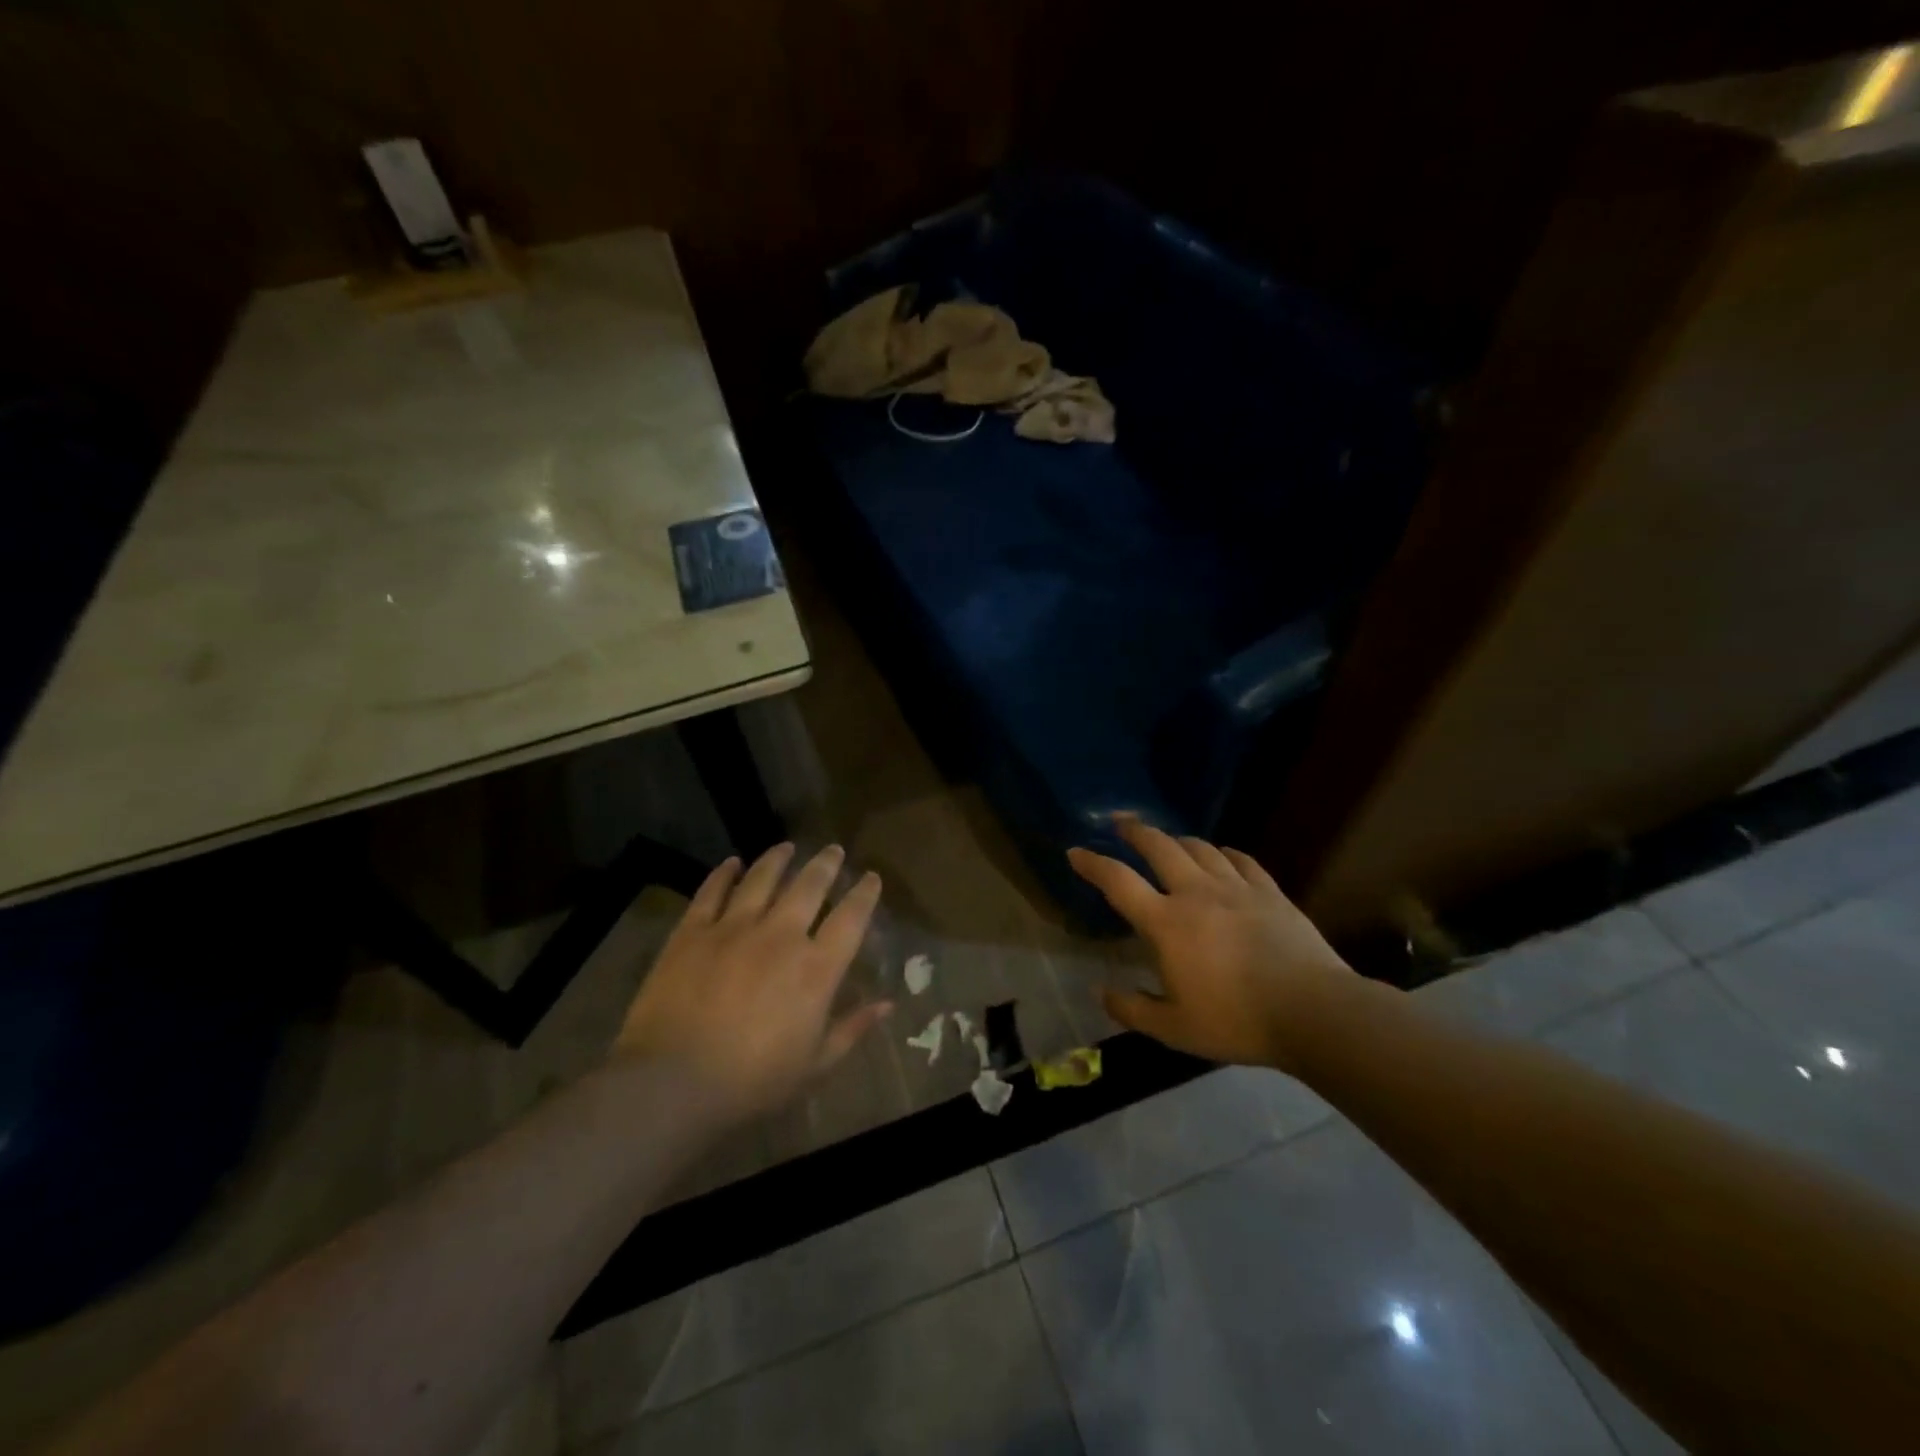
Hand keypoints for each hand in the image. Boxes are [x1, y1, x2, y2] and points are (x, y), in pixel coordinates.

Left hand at [613, 843, 891, 1124]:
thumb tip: (888, 1004)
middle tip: (833, 849)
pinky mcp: (692, 932)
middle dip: (826, 864)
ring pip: (762, 878)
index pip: (850, 918)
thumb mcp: (815, 1066)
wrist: (673, 1083)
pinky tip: (732, 863)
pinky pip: (712, 892)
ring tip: (787, 847)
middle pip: (809, 886)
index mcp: (816, 968)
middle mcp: (781, 935)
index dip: (864, 894)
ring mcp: (734, 928)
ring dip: (778, 859)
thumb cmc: (753, 1081)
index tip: (871, 877)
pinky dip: (724, 874)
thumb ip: (852, 1029)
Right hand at [1067, 816, 1352, 1071]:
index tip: (1075, 852)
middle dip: (1135, 830)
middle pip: (1159, 846)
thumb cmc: (1236, 1021)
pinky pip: (1242, 860)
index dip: (1092, 863)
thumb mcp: (1174, 1029)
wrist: (1313, 1012)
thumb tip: (1101, 993)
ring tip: (1168, 841)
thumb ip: (1133, 1010)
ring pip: (1200, 848)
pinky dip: (1224, 853)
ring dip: (1177, 840)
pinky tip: (1222, 855)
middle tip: (1120, 823)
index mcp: (1166, 923)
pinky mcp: (1270, 892)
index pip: (1118, 882)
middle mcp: (1196, 893)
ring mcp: (1236, 888)